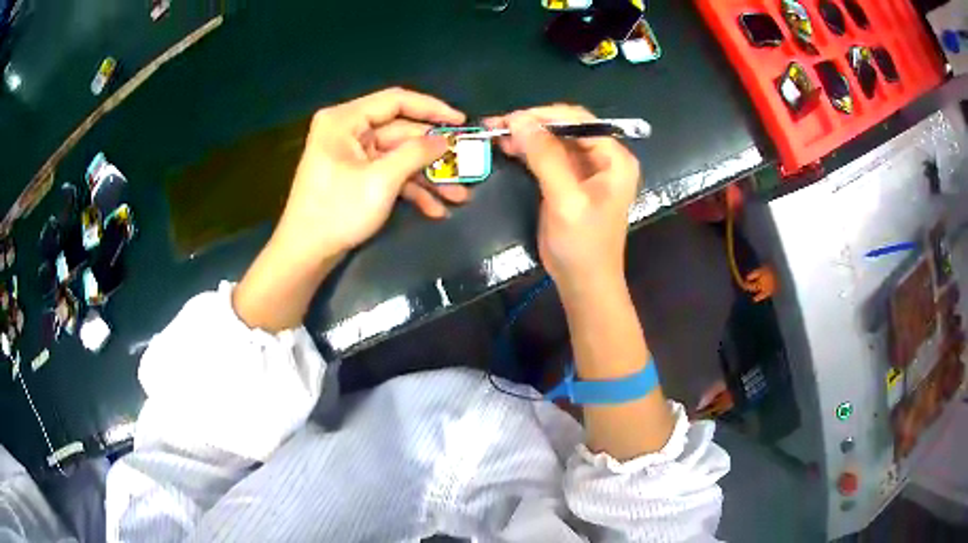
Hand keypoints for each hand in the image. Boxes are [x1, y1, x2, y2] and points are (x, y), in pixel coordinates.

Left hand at [234, 88, 467, 331]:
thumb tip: (445, 139)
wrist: (306, 254)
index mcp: (345, 120)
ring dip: (428, 176)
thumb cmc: (337, 212)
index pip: (396, 101)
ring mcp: (354, 155)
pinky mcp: (358, 176)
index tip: (461, 121)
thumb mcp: (381, 180)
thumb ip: (416, 153)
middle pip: (401, 132)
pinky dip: (411, 189)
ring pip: (400, 156)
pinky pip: (390, 174)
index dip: (432, 109)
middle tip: (467, 164)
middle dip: (434, 154)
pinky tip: (435, 209)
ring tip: (459, 195)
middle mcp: (349, 131)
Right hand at [486, 105, 640, 298]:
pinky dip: (528, 150)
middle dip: (533, 124)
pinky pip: (548, 156)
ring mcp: (586, 169)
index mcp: (614, 158)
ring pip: (554, 140)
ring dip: (527, 136)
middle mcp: (604, 157)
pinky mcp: (569, 180)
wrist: (583, 282)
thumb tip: (518, 119)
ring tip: (496, 133)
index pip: (579, 121)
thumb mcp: (565, 199)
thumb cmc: (582, 244)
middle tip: (497, 125)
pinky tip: (507, 148)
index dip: (545, 115)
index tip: (511, 118)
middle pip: (566, 127)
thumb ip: (545, 157)